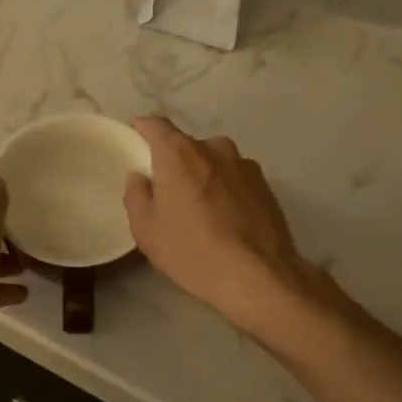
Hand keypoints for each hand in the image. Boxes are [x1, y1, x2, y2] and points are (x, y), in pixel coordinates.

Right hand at [123, 116, 323, 335]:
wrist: (258, 275)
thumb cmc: (192, 251)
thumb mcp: (146, 230)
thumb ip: (136, 195)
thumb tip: (140, 177)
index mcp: (179, 153)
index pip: (156, 125)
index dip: (143, 128)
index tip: (136, 135)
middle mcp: (214, 148)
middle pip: (187, 146)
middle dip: (175, 162)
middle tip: (168, 191)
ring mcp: (244, 165)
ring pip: (214, 162)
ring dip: (204, 176)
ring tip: (200, 209)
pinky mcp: (265, 185)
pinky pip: (235, 179)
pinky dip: (226, 190)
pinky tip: (225, 219)